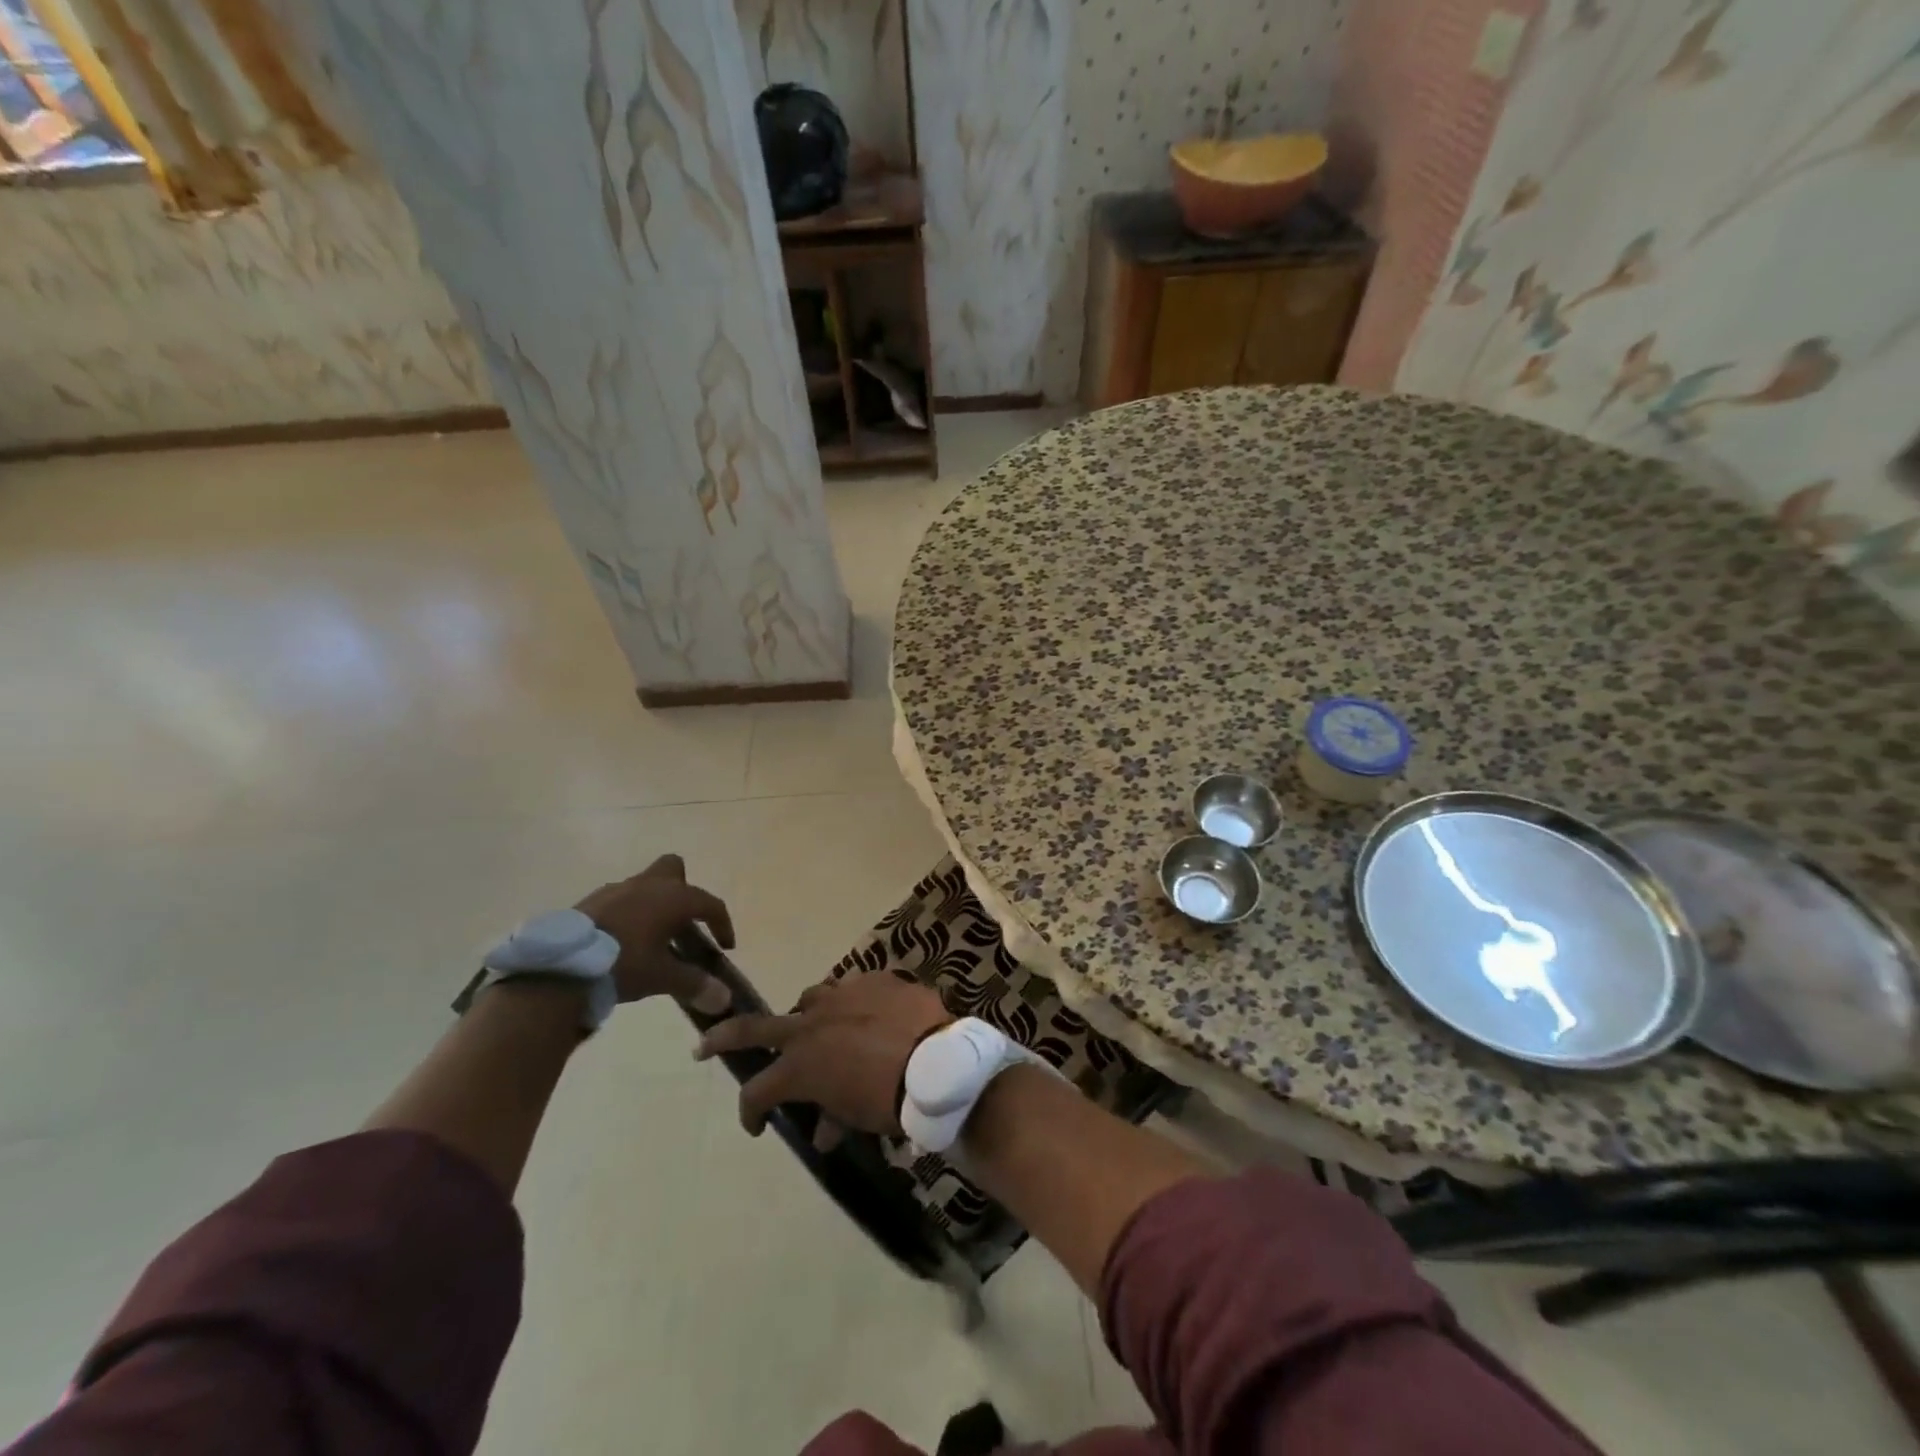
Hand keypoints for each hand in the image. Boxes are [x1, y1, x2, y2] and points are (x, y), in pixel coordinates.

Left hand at [574, 855, 734, 1009]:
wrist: (561, 967)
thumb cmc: (623, 964)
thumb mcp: (662, 978)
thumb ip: (695, 984)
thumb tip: (725, 999)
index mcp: (673, 898)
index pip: (710, 903)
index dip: (722, 924)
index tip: (725, 947)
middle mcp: (648, 885)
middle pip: (675, 869)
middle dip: (684, 890)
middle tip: (683, 922)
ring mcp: (617, 889)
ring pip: (645, 884)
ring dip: (654, 904)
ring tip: (652, 936)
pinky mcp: (591, 901)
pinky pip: (620, 899)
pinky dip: (628, 913)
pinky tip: (623, 940)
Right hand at [694, 972, 950, 1135]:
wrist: (938, 1063)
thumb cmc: (891, 1100)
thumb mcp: (857, 1118)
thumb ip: (833, 1119)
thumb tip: (825, 1133)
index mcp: (800, 1064)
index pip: (758, 1090)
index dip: (750, 1112)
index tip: (758, 1125)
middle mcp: (811, 1024)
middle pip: (754, 1027)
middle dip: (725, 1036)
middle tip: (707, 1042)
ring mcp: (842, 995)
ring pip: (810, 999)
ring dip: (807, 1016)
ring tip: (817, 1028)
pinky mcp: (874, 980)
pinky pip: (854, 989)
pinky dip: (854, 1006)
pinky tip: (869, 1016)